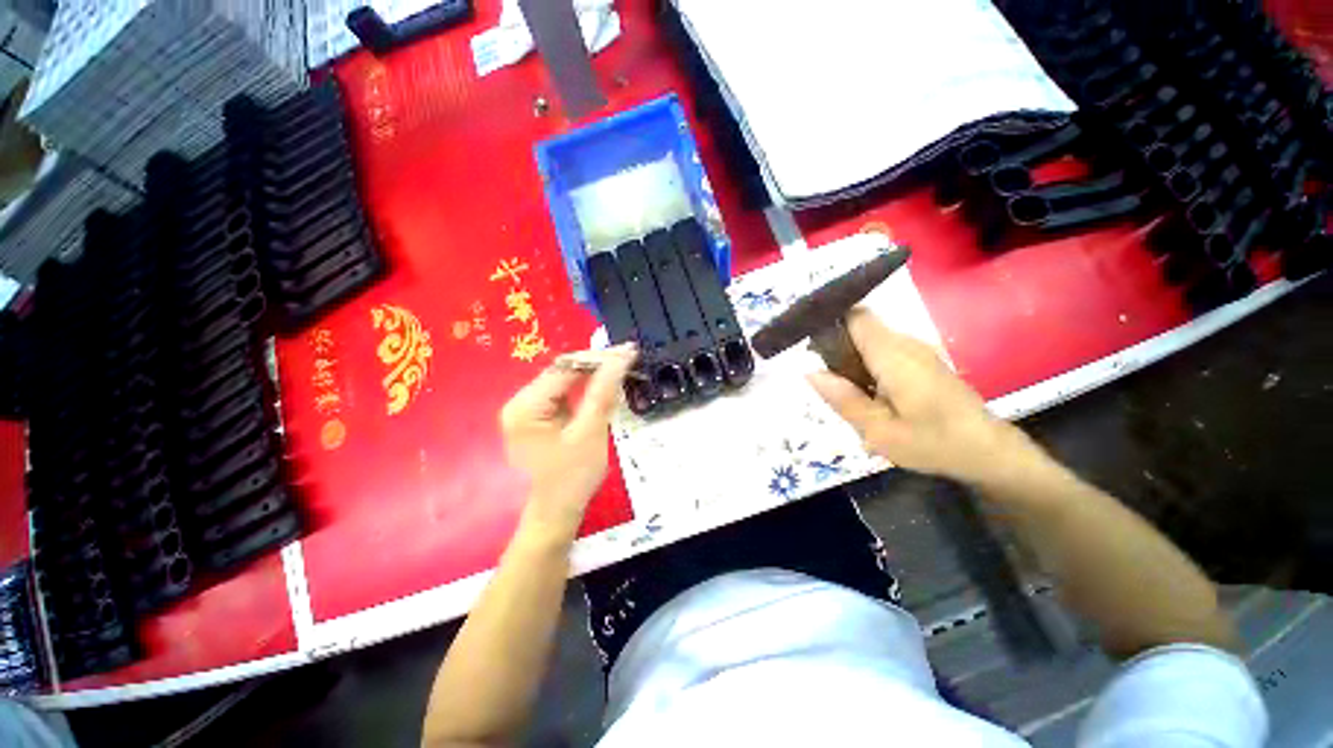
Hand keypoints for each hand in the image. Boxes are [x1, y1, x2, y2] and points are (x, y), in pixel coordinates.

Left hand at [500, 344, 636, 531]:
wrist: (556, 514)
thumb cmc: (572, 478)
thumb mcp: (590, 432)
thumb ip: (604, 391)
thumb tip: (621, 356)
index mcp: (526, 405)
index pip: (565, 367)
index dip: (598, 357)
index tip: (628, 352)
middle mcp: (520, 402)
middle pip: (563, 371)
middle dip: (597, 365)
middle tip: (628, 359)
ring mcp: (527, 410)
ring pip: (565, 380)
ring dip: (593, 375)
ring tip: (621, 369)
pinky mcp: (537, 417)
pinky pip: (564, 394)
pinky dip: (586, 389)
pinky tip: (605, 387)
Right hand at [806, 308, 1034, 485]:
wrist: (988, 450)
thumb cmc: (933, 442)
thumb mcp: (879, 431)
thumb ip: (843, 399)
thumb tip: (809, 372)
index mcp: (893, 355)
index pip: (855, 317)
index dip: (829, 322)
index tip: (809, 344)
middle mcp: (905, 343)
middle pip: (860, 327)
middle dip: (835, 346)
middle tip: (823, 379)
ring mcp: (917, 350)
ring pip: (870, 339)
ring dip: (850, 357)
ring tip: (841, 389)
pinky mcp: (922, 360)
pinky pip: (883, 350)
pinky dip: (866, 363)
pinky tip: (865, 392)